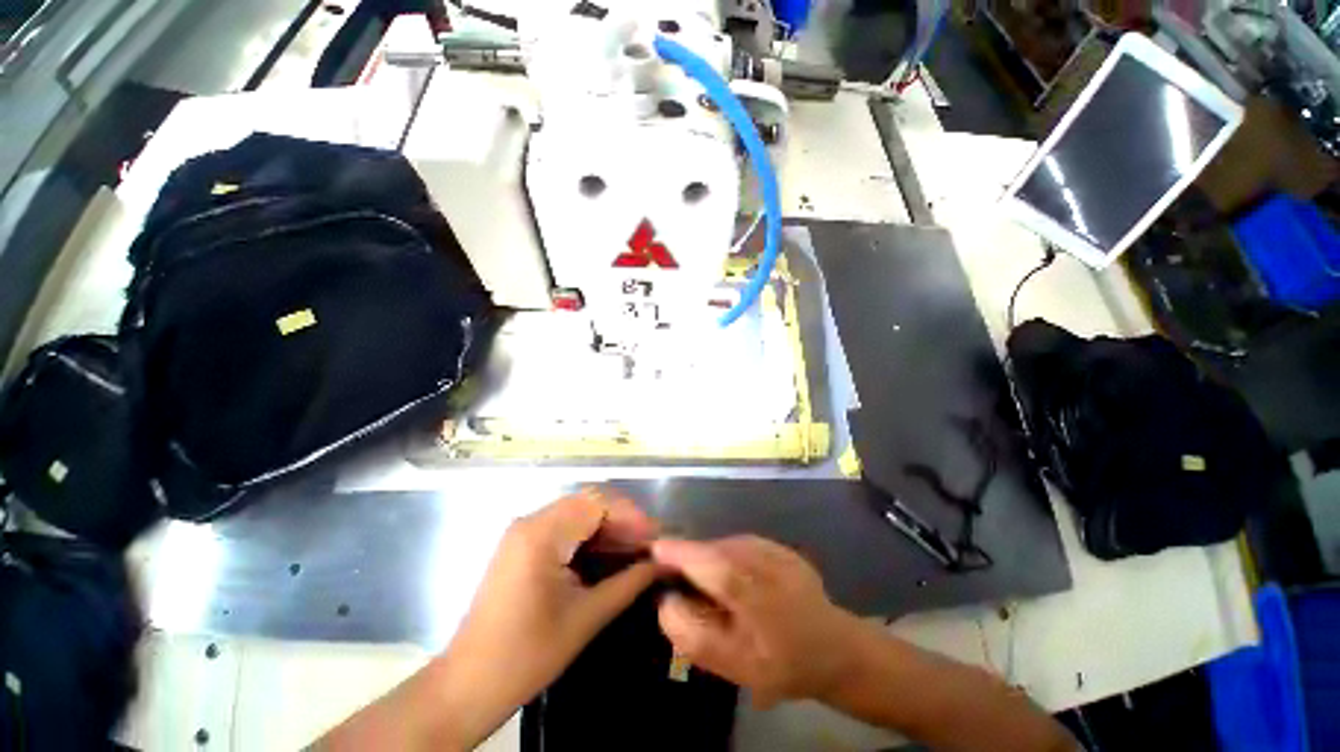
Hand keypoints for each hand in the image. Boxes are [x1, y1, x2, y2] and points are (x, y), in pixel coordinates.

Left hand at [434, 491, 659, 745]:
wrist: (469, 684)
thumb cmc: (527, 655)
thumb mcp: (586, 617)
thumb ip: (630, 583)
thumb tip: (665, 564)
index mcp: (541, 533)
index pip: (597, 503)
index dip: (631, 516)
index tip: (655, 539)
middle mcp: (531, 521)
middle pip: (588, 503)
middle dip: (622, 520)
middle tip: (648, 545)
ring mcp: (523, 532)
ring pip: (578, 513)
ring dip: (608, 528)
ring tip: (634, 550)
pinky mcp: (522, 545)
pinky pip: (564, 527)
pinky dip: (590, 537)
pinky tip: (608, 555)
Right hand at [652, 535, 860, 708]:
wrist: (835, 648)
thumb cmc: (784, 664)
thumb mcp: (733, 664)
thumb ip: (692, 634)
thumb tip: (665, 599)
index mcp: (750, 588)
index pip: (703, 558)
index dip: (674, 551)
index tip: (651, 551)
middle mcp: (759, 555)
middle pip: (708, 549)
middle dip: (688, 561)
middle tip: (681, 589)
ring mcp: (770, 546)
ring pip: (722, 546)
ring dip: (709, 563)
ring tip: (713, 593)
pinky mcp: (775, 543)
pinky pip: (737, 547)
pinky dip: (727, 560)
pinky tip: (736, 585)